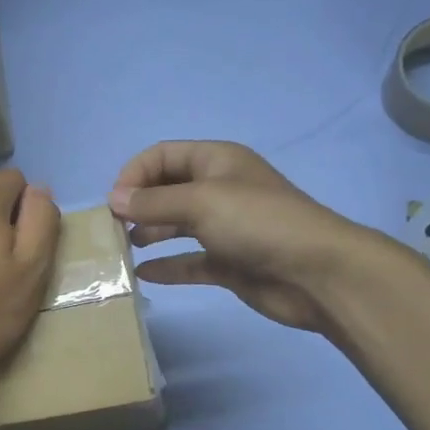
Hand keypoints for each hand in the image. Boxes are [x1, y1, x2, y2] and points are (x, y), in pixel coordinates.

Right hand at [109, 141, 376, 335]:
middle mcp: (219, 190)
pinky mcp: (230, 262)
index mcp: (216, 161)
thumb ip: (154, 202)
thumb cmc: (258, 223)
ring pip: (176, 225)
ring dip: (149, 233)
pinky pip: (189, 261)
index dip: (135, 173)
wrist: (317, 273)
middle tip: (112, 229)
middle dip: (138, 204)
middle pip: (168, 190)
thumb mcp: (201, 202)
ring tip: (122, 249)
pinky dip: (167, 266)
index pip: (164, 156)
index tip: (114, 202)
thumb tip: (114, 199)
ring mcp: (225, 228)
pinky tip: (143, 274)